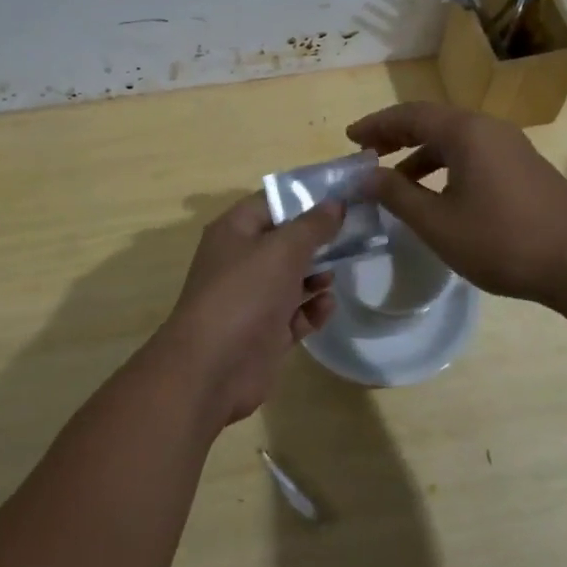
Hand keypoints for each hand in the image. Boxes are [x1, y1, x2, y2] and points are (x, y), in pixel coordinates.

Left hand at [152, 195, 344, 428]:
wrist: (212, 369)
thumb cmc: (245, 294)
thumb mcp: (283, 250)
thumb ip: (312, 225)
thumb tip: (335, 203)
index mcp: (235, 231)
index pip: (272, 203)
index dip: (305, 198)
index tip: (342, 197)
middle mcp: (241, 260)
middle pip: (285, 241)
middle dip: (317, 241)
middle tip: (353, 237)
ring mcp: (252, 298)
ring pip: (292, 278)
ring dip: (316, 276)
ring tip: (334, 277)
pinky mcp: (264, 332)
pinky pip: (295, 314)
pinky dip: (311, 309)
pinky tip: (326, 307)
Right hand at [347, 101, 566, 303]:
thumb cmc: (501, 241)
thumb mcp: (437, 223)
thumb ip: (397, 195)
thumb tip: (365, 176)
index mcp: (465, 132)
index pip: (409, 115)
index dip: (376, 125)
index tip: (350, 139)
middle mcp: (488, 127)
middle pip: (432, 120)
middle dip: (396, 135)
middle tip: (367, 153)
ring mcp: (511, 145)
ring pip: (455, 138)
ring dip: (421, 152)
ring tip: (396, 179)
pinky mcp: (524, 165)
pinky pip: (474, 152)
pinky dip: (446, 163)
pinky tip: (438, 193)